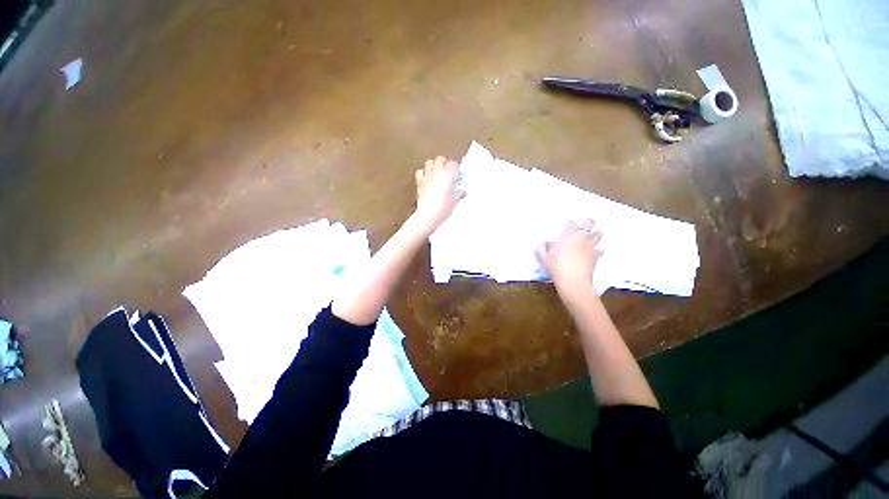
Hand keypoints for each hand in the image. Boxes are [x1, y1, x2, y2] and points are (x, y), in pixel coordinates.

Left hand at [412, 156, 465, 233]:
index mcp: (447, 175)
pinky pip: (420, 171)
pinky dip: (423, 172)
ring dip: (433, 164)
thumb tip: (462, 192)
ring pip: (429, 162)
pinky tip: (426, 177)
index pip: (453, 164)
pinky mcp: (419, 182)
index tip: (457, 171)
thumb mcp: (454, 201)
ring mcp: (427, 177)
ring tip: (437, 170)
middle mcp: (437, 173)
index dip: (456, 167)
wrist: (428, 214)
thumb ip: (459, 193)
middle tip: (448, 167)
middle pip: (440, 159)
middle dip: (445, 161)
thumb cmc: (442, 207)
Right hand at [536, 219, 602, 295]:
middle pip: (589, 223)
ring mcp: (589, 247)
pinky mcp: (596, 256)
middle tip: (587, 223)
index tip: (570, 225)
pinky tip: (597, 252)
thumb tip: (543, 242)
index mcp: (566, 237)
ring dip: (597, 234)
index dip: (571, 223)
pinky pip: (600, 250)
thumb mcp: (544, 258)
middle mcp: (579, 238)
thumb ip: (542, 248)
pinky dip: (599, 251)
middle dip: (589, 222)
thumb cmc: (556, 267)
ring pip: (598, 235)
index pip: (571, 223)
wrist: (573, 281)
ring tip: (597, 233)